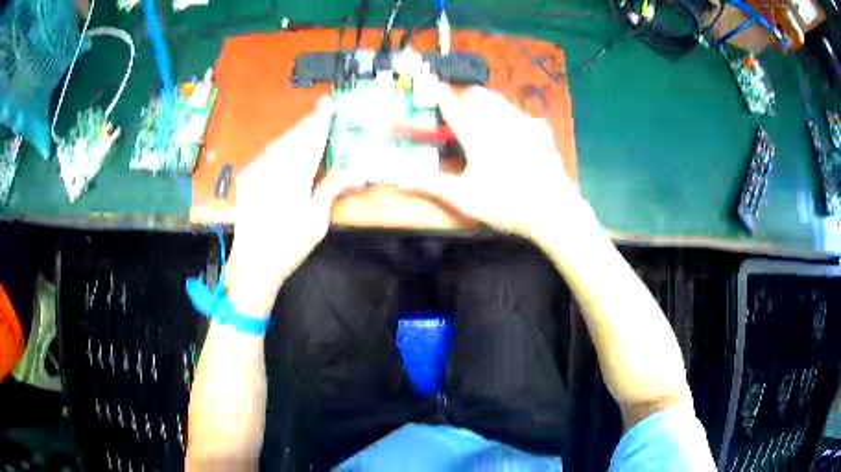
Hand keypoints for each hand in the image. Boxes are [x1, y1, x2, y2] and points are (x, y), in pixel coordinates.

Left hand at [224, 97, 352, 314]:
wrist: (251, 265)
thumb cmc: (288, 246)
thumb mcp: (316, 222)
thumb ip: (330, 189)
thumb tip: (352, 171)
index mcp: (293, 177)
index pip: (310, 140)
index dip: (320, 120)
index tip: (328, 102)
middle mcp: (272, 167)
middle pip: (293, 137)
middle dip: (308, 124)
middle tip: (321, 112)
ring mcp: (256, 171)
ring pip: (279, 143)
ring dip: (295, 134)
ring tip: (308, 127)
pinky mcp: (247, 178)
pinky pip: (267, 153)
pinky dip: (281, 146)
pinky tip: (287, 149)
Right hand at [399, 84, 591, 244]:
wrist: (552, 209)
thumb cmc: (504, 204)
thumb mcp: (463, 197)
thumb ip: (429, 184)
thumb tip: (396, 178)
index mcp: (478, 136)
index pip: (454, 109)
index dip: (441, 94)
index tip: (433, 79)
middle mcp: (500, 122)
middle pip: (480, 96)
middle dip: (466, 90)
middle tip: (459, 90)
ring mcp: (524, 124)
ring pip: (501, 101)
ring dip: (488, 98)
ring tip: (482, 101)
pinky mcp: (541, 132)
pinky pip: (522, 114)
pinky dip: (511, 114)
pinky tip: (514, 123)